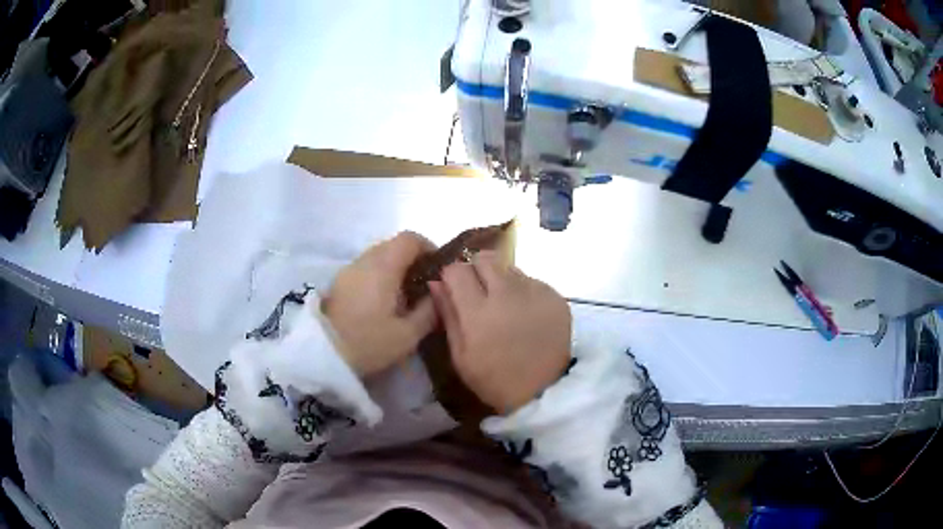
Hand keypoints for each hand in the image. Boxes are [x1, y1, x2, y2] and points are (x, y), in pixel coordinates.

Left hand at [323, 232, 437, 376]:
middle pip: (394, 244)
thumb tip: (439, 293)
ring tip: (405, 295)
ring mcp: (349, 269)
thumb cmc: (368, 343)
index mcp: (384, 267)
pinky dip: (380, 275)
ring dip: (395, 267)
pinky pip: (366, 267)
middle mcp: (365, 260)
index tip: (438, 268)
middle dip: (413, 258)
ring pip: (378, 255)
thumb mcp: (407, 335)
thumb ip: (429, 311)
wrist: (322, 354)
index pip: (410, 239)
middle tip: (424, 284)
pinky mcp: (339, 281)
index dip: (428, 247)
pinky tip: (384, 301)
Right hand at [428, 252, 571, 414]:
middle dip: (476, 268)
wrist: (544, 392)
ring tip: (504, 305)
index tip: (453, 286)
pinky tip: (525, 314)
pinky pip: (532, 281)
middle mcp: (507, 294)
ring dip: (501, 279)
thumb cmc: (494, 379)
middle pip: (485, 258)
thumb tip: (435, 282)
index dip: (451, 275)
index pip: (457, 270)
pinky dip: (524, 291)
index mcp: (478, 313)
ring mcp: (535, 293)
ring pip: (509, 267)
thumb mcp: (460, 355)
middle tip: (478, 290)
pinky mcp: (556, 297)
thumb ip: (448, 314)